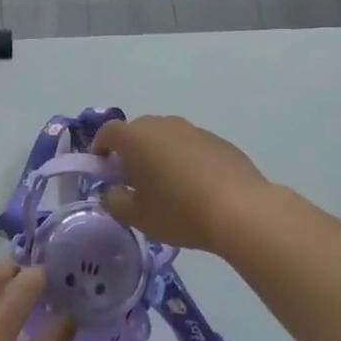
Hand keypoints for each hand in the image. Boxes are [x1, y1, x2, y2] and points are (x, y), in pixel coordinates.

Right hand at [91, 114, 270, 252]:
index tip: (102, 169)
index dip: (100, 149)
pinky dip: (185, 160)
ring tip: (166, 185)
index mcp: (136, 137)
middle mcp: (163, 124)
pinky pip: (191, 146)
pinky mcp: (218, 141)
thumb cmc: (179, 211)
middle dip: (130, 152)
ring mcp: (193, 129)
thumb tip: (112, 192)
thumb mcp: (137, 216)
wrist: (240, 210)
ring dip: (159, 155)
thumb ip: (114, 201)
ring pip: (166, 138)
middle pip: (138, 132)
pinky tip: (196, 187)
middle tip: (133, 181)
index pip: (108, 133)